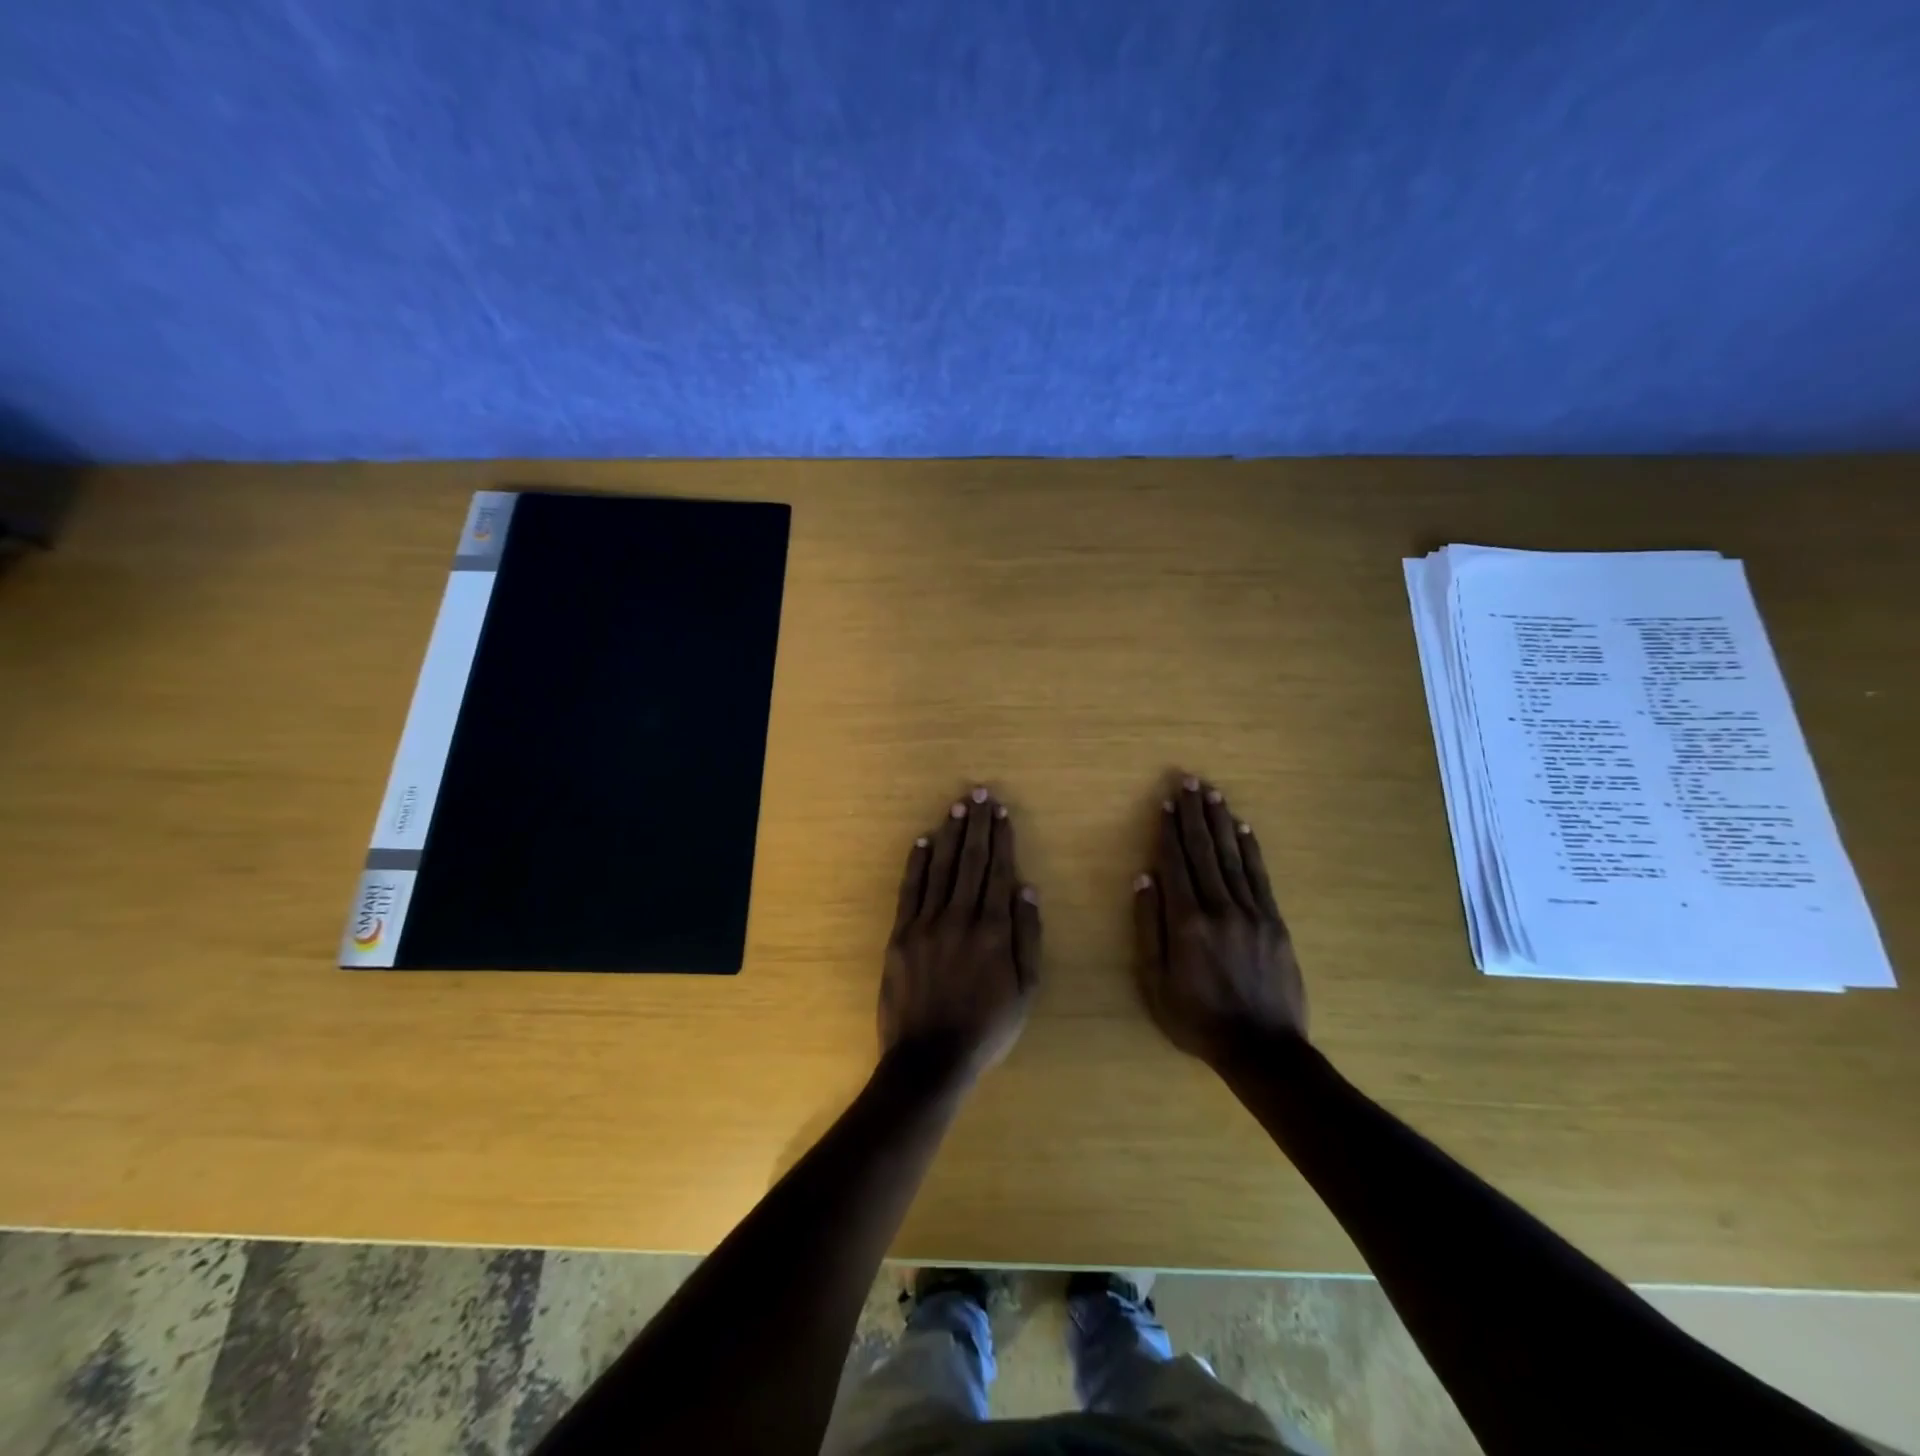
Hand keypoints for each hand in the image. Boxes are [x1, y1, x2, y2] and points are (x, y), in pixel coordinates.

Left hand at [881, 786, 1041, 1082]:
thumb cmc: (986, 1028)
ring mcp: (927, 923)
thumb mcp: (1026, 991)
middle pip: (971, 861)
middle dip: (978, 825)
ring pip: (942, 868)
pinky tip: (924, 840)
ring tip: (958, 806)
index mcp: (994, 930)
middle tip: (980, 794)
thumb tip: (1027, 889)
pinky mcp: (901, 934)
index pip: (998, 872)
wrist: (930, 1058)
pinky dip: (918, 862)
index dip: (1001, 839)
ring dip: (951, 834)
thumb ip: (1028, 937)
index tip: (1002, 812)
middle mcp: (961, 917)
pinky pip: (910, 890)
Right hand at [1133, 774, 1307, 1065]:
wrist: (1261, 1048)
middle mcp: (1220, 907)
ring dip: (1220, 822)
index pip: (1176, 863)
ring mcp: (1252, 912)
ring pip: (1232, 856)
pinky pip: (1260, 876)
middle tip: (1189, 782)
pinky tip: (1243, 828)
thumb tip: (1144, 879)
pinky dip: (1250, 849)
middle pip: (1204, 851)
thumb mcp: (1155, 982)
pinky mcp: (1274, 922)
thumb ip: (1149, 928)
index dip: (1169, 831)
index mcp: (1187, 922)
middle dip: (1194, 814)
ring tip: (1213, 793)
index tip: (1166, 802)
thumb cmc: (1197, 1019)